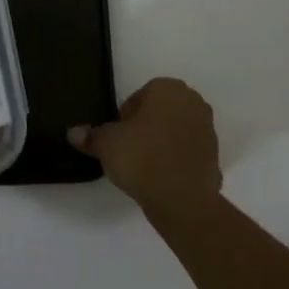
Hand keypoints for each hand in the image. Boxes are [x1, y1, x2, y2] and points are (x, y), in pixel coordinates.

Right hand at [68, 77, 220, 218]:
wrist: (182, 199)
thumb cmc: (142, 157)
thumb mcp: (107, 144)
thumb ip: (91, 136)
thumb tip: (73, 133)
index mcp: (169, 89)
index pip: (142, 94)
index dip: (126, 115)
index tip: (118, 134)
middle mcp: (193, 103)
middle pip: (162, 110)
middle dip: (146, 126)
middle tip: (129, 148)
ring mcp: (208, 130)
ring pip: (177, 131)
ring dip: (162, 142)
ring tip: (144, 166)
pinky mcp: (215, 157)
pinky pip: (188, 153)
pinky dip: (176, 161)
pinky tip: (161, 178)